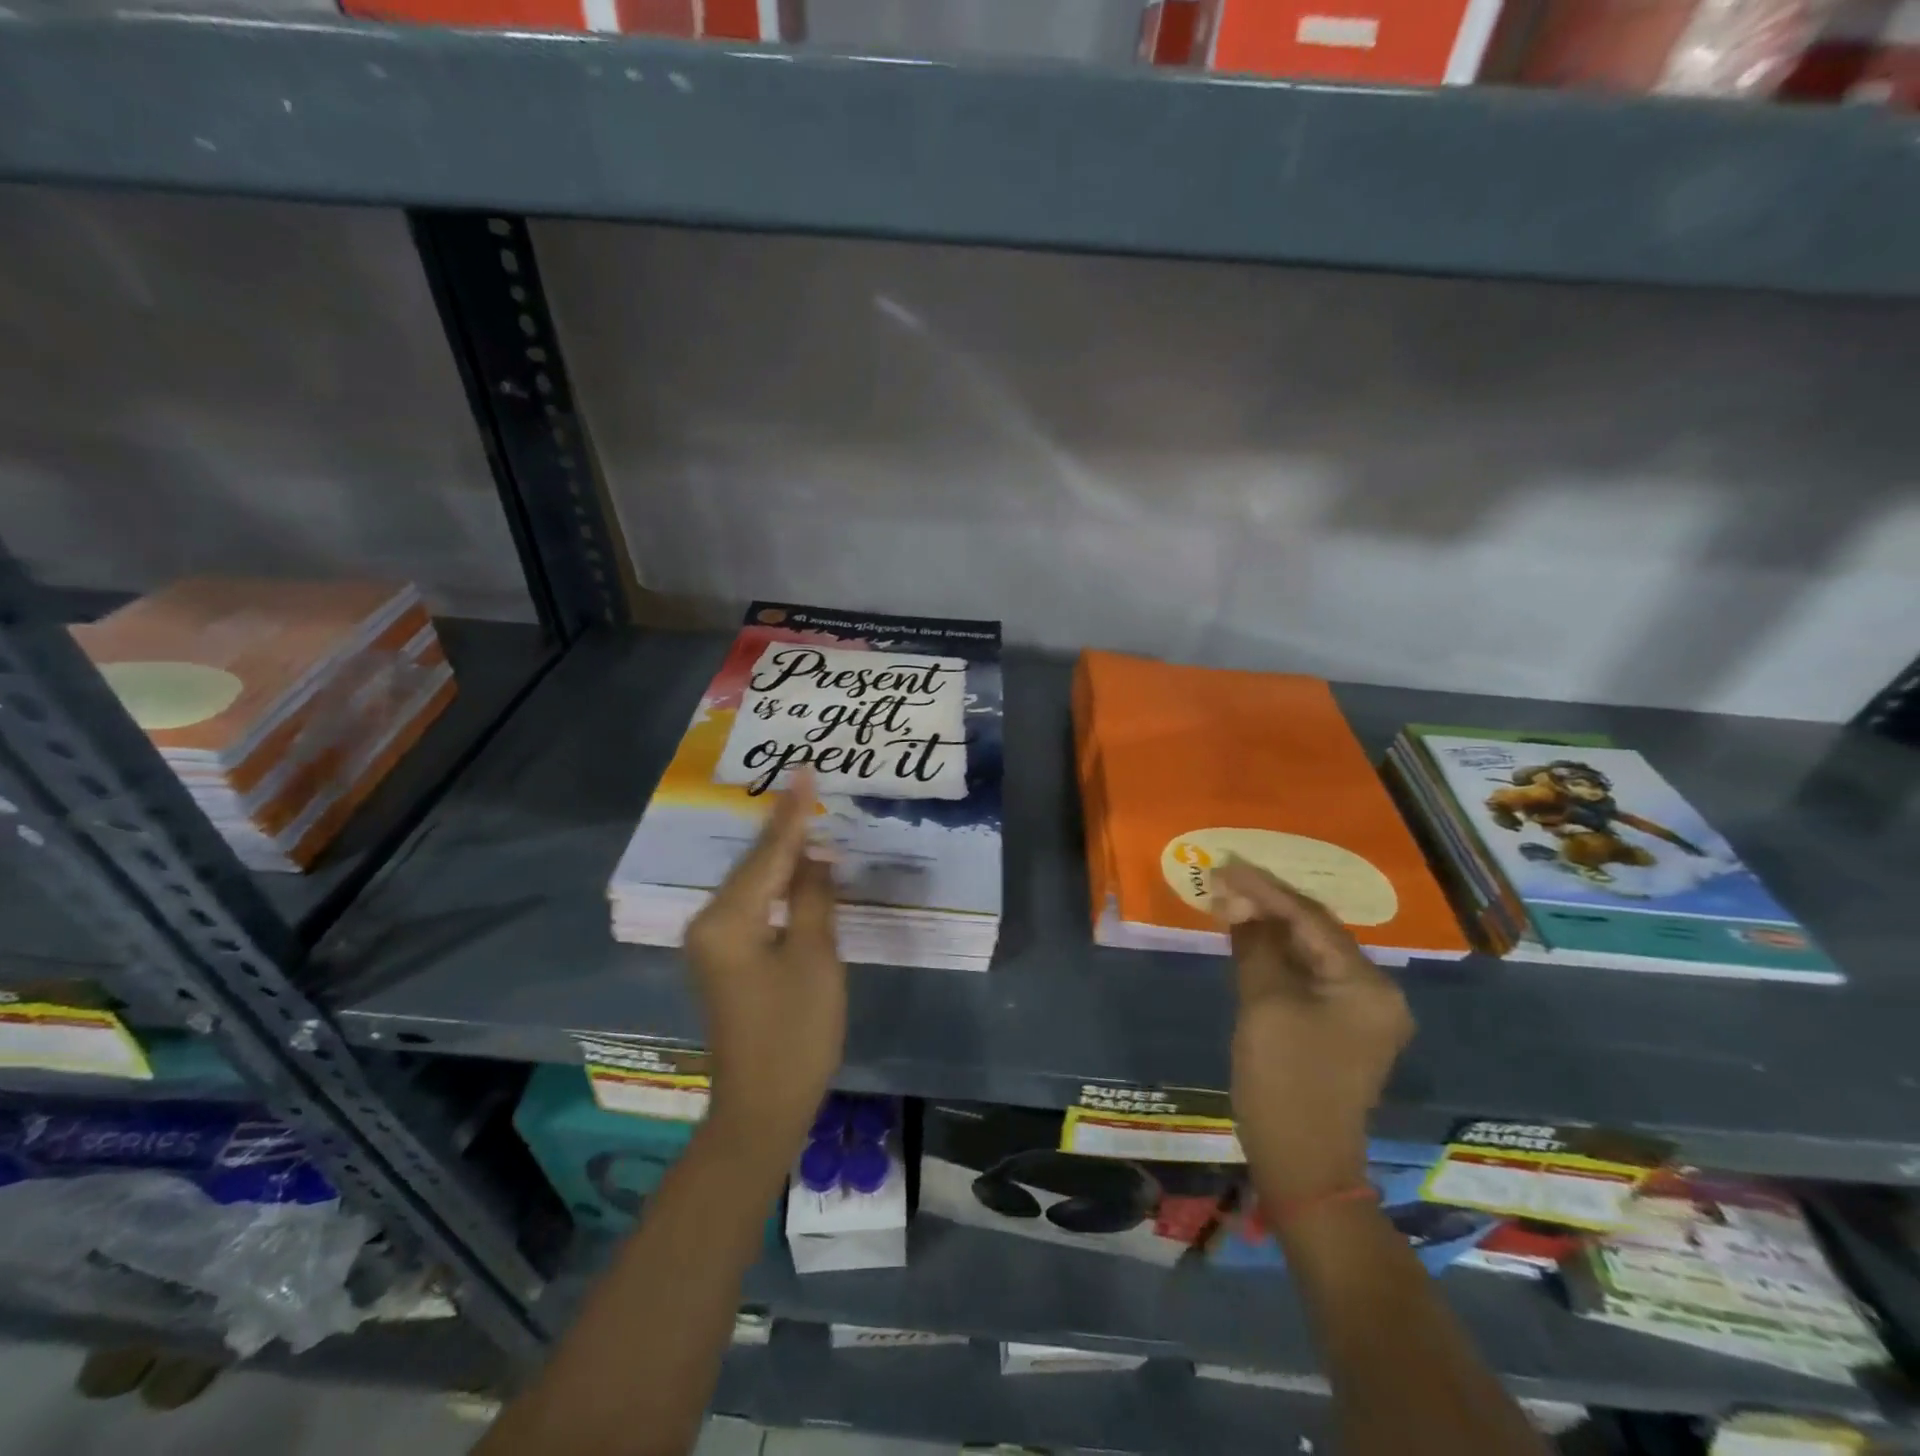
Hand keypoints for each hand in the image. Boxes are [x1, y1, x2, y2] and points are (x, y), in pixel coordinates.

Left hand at [684, 770, 846, 1165]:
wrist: (763, 1106)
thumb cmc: (795, 1032)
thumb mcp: (815, 956)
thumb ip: (814, 896)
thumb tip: (816, 853)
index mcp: (728, 919)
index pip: (768, 853)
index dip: (793, 812)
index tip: (806, 769)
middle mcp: (709, 921)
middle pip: (755, 863)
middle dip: (785, 826)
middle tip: (810, 785)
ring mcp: (712, 940)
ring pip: (753, 881)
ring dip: (782, 852)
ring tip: (808, 813)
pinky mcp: (724, 956)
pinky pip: (752, 902)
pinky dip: (777, 882)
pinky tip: (797, 866)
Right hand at [1212, 860, 1413, 1203]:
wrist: (1303, 1166)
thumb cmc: (1284, 1082)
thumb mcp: (1263, 1006)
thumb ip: (1254, 946)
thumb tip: (1238, 902)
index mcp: (1367, 985)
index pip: (1310, 919)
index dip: (1264, 888)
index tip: (1225, 864)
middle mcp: (1374, 992)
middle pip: (1314, 932)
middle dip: (1267, 903)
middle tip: (1223, 878)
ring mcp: (1359, 1012)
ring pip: (1309, 953)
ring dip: (1269, 927)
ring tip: (1229, 899)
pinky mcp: (1339, 1028)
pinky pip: (1306, 976)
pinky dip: (1275, 956)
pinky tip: (1247, 939)